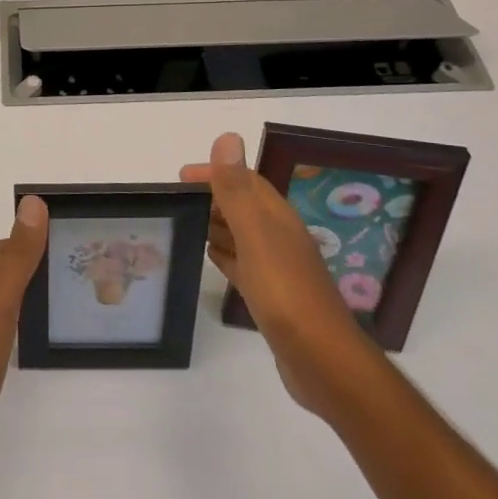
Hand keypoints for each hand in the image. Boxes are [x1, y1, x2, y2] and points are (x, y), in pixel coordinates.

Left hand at [0, 195, 48, 475]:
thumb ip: (18, 256)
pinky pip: (4, 327)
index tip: (63, 236)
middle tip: (72, 267)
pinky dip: (22, 321)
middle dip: (33, 262)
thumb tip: (32, 203)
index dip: (30, 238)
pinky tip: (37, 335)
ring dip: (28, 291)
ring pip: (4, 298)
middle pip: (4, 270)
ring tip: (63, 297)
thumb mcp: (1, 301)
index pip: (3, 248)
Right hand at [180, 133, 374, 414]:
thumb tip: (227, 138)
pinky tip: (209, 256)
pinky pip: (242, 264)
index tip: (180, 176)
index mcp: (277, 219)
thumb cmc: (286, 293)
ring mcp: (277, 268)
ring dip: (216, 224)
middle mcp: (280, 238)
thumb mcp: (256, 235)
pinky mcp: (271, 296)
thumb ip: (237, 190)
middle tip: (175, 200)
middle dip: (212, 197)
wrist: (322, 360)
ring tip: (185, 222)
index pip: (246, 181)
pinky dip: (224, 254)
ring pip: (242, 235)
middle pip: (244, 206)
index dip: (216, 172)